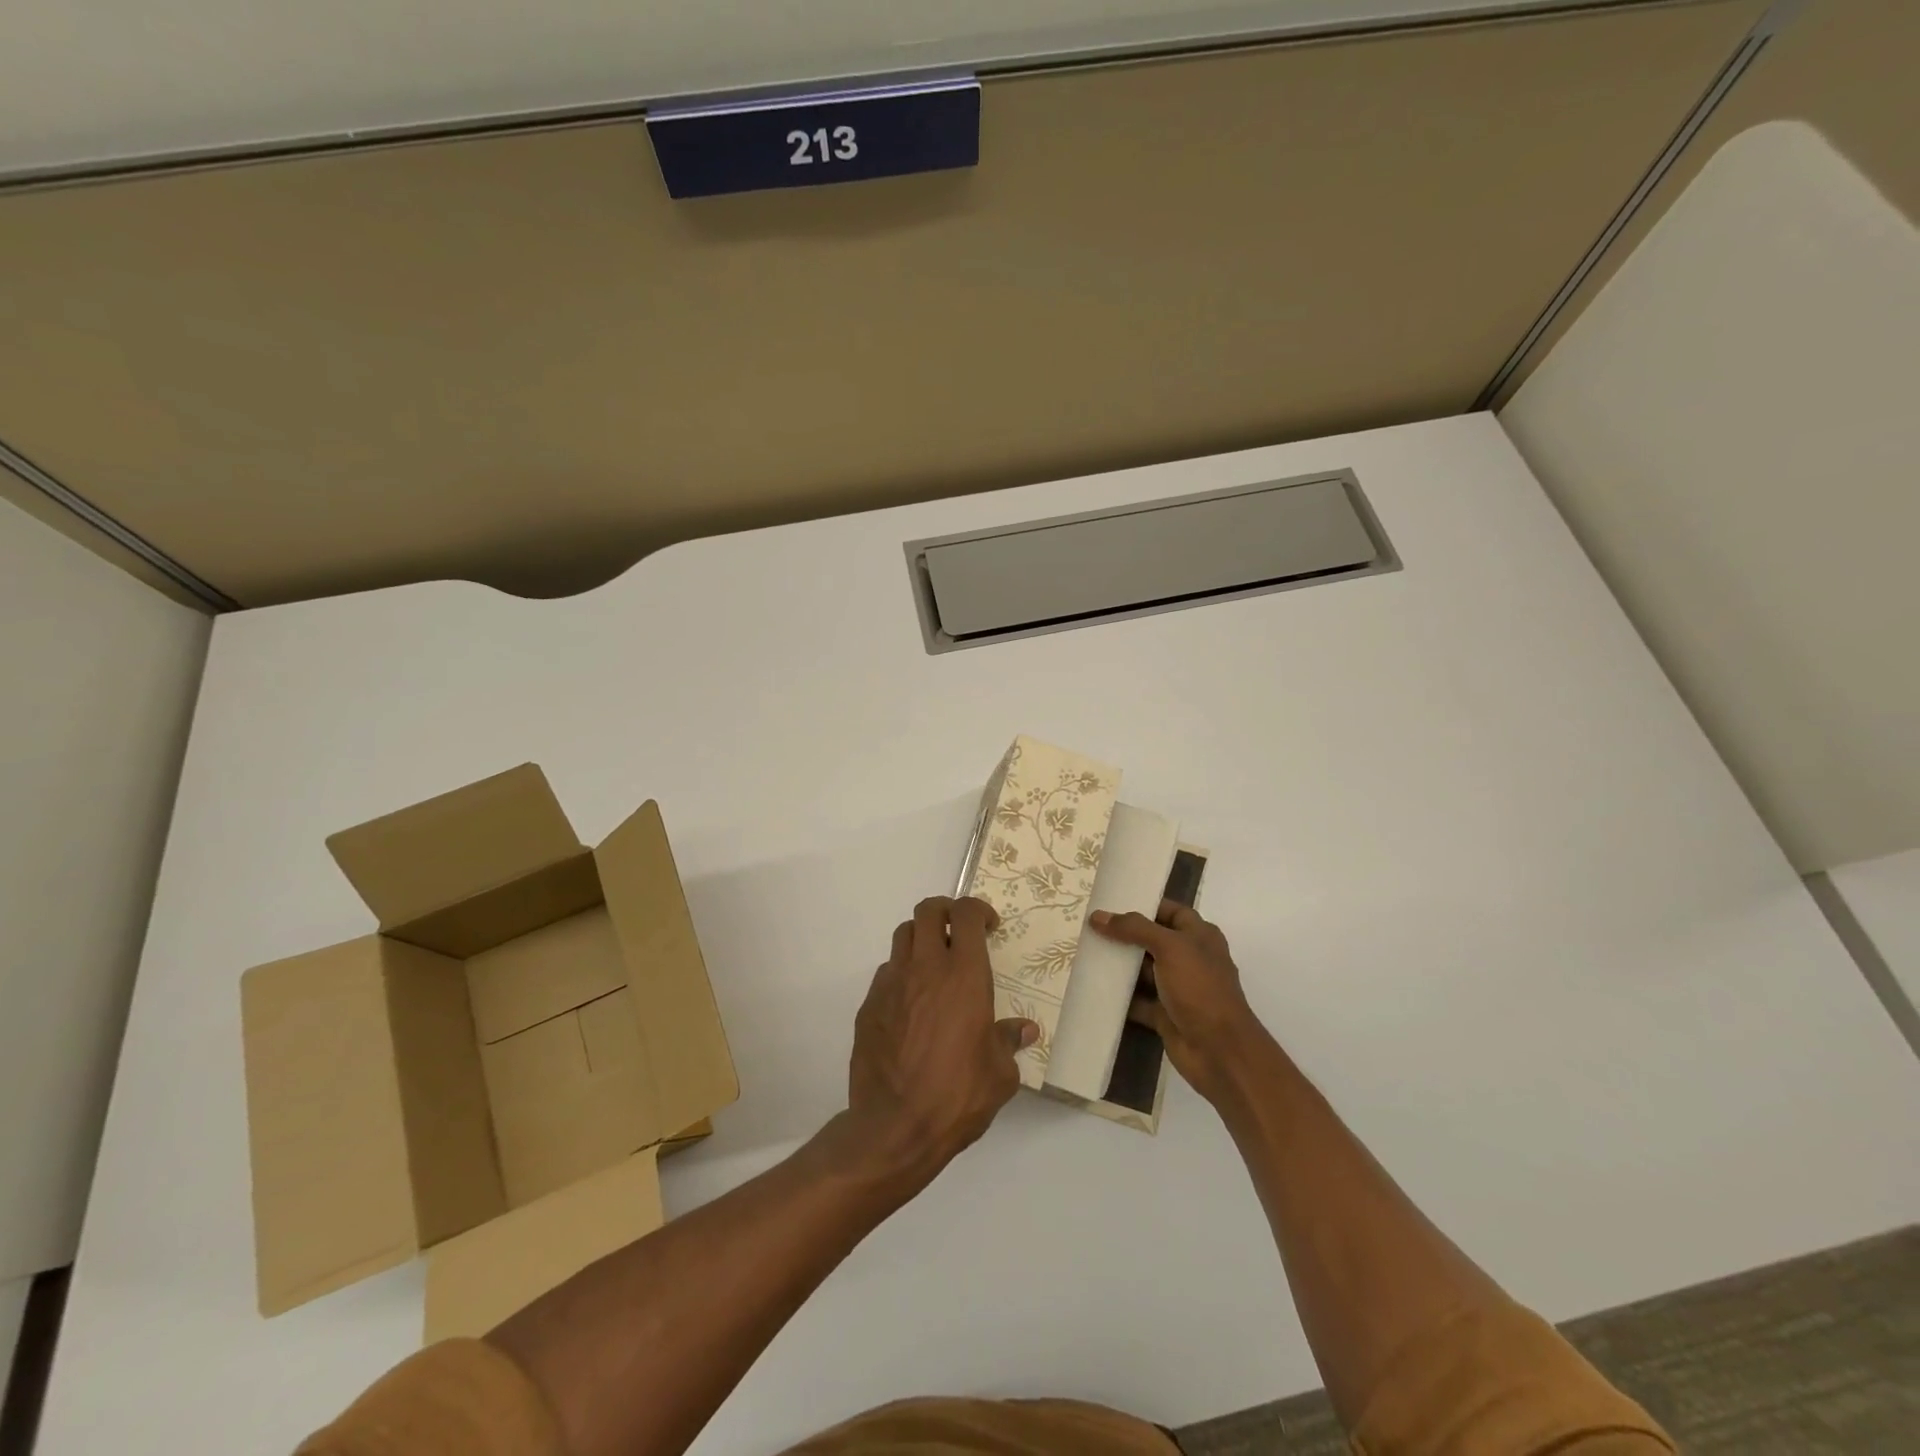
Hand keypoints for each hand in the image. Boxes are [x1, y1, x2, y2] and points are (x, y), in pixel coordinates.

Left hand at [842, 896, 1037, 1188]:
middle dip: (945, 911)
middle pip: (928, 910)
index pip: (966, 914)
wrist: (894, 1127)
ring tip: (933, 964)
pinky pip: (886, 972)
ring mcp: (891, 983)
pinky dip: (901, 974)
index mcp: (964, 975)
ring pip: (903, 935)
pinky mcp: (868, 1004)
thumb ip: (1009, 1042)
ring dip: (920, 938)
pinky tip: (910, 1004)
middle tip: (958, 932)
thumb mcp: (1000, 1074)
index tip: (988, 927)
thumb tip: (1025, 1030)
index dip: (978, 910)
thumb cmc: (957, 1096)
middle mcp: (926, 968)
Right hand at [1090, 900, 1265, 1105]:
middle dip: (1125, 935)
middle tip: (1091, 928)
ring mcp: (1178, 988)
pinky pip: (1139, 1000)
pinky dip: (1120, 997)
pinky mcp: (1166, 1014)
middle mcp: (1190, 958)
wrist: (1219, 1051)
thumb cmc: (1199, 988)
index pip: (1170, 911)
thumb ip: (1134, 928)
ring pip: (1143, 971)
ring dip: (1120, 966)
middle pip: (1153, 940)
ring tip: (1086, 952)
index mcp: (1200, 936)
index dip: (1144, 905)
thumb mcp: (1169, 947)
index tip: (1111, 903)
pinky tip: (1095, 987)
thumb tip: (1098, 916)